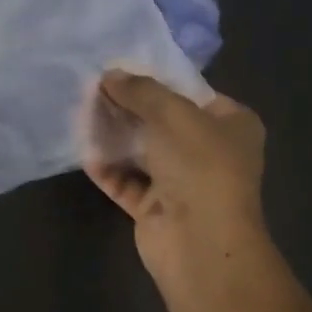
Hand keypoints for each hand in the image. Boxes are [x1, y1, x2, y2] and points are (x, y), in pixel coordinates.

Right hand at [83, 71, 289, 311]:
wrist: (200, 242)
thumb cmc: (200, 165)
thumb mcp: (172, 112)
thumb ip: (140, 90)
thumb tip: (109, 75)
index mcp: (231, 124)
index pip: (191, 92)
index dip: (156, 79)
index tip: (120, 69)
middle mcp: (210, 151)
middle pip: (161, 121)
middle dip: (128, 106)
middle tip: (92, 89)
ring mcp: (182, 182)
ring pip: (141, 151)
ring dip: (113, 135)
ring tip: (80, 113)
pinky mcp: (155, 208)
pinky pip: (126, 181)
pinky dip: (107, 167)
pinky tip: (83, 151)